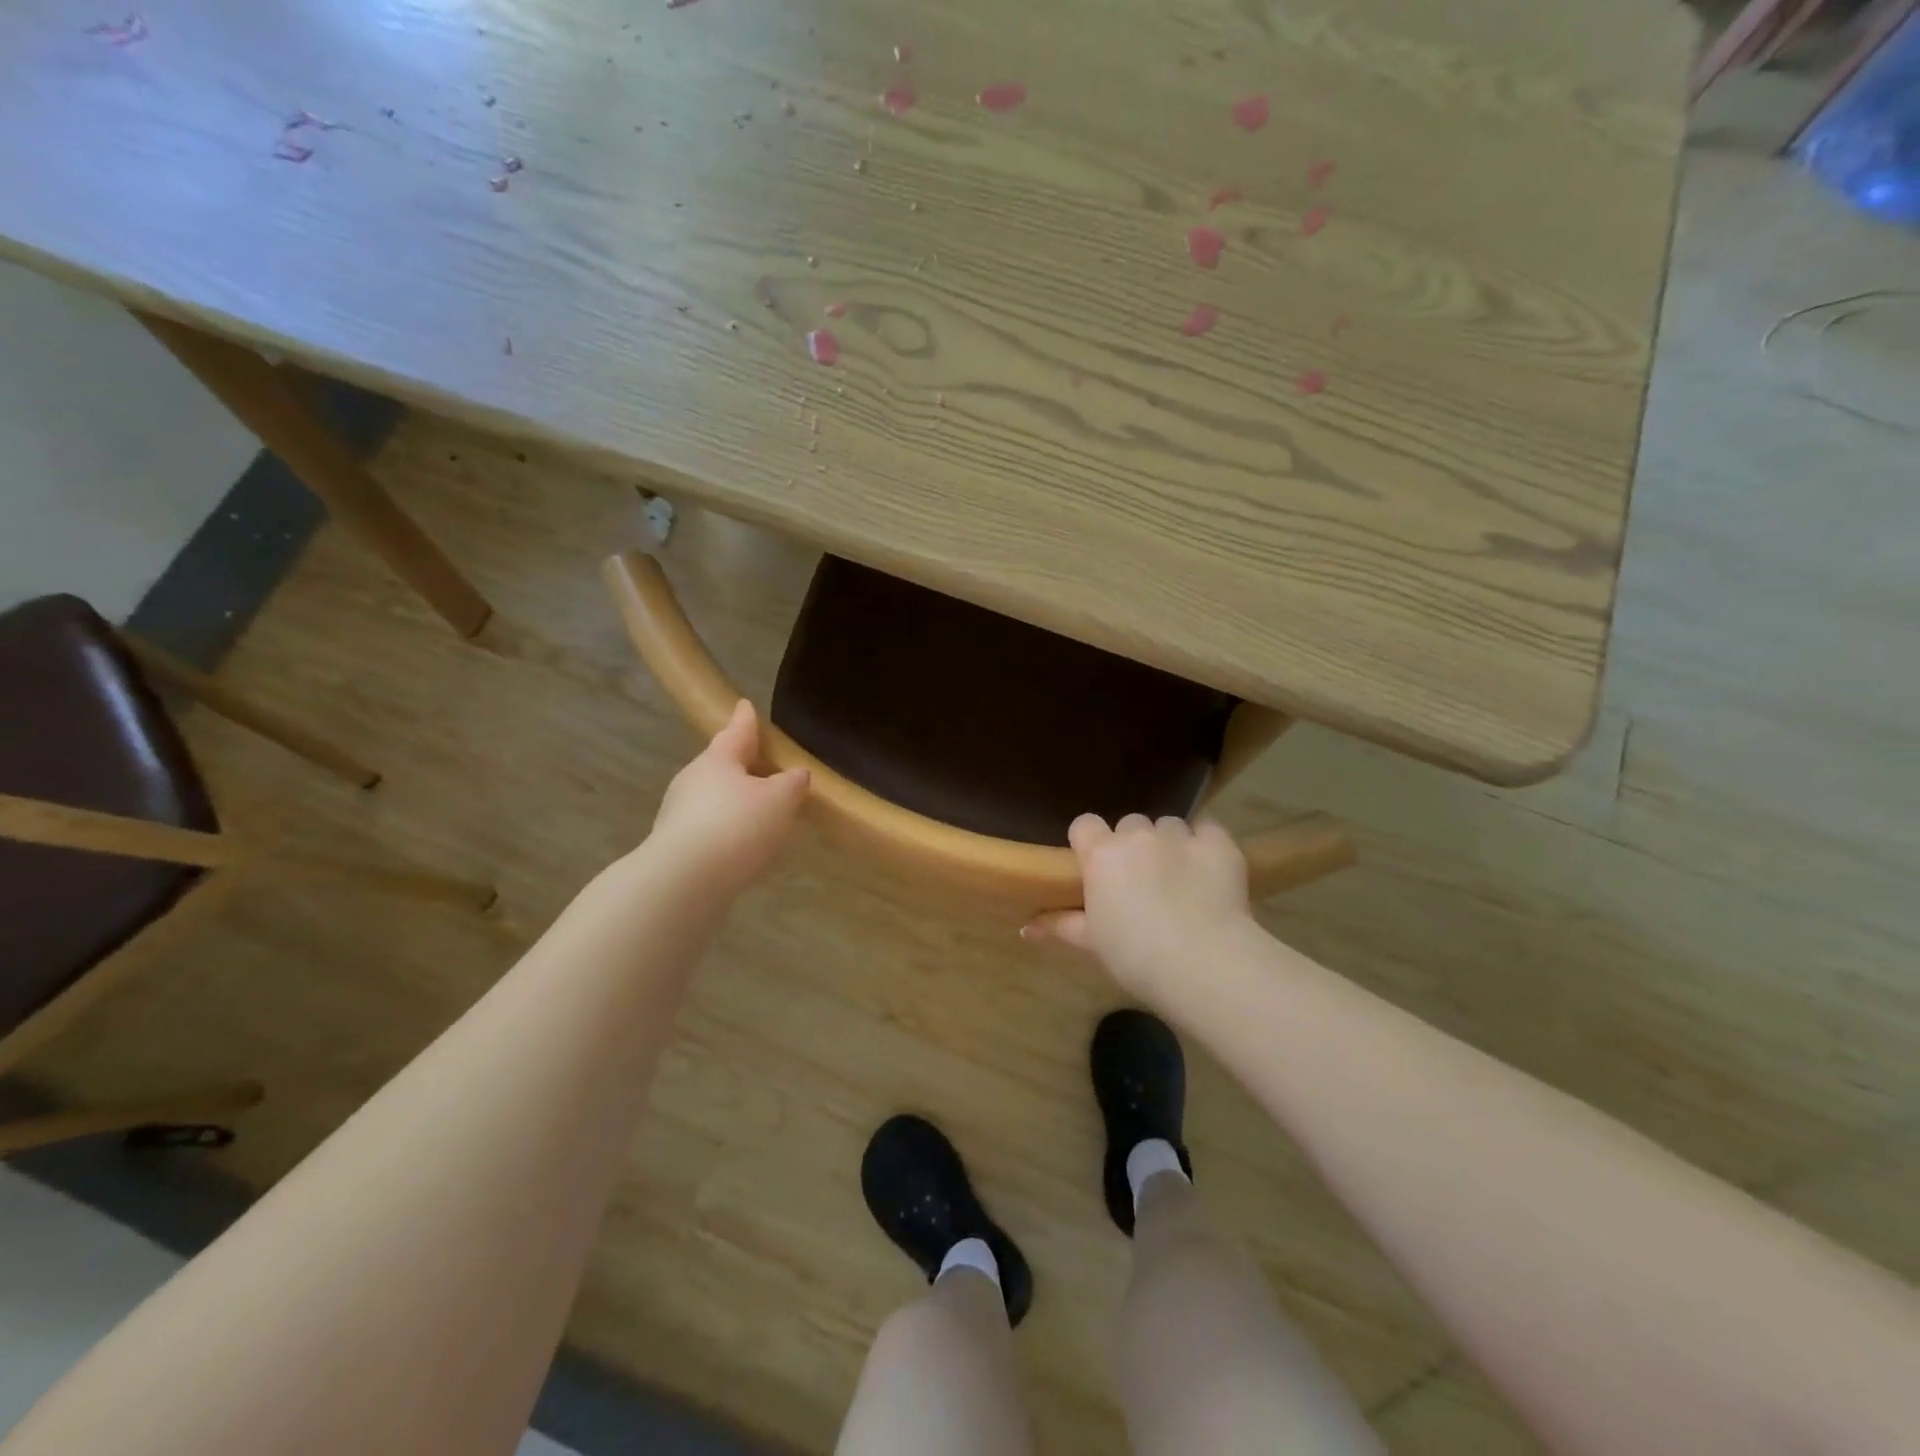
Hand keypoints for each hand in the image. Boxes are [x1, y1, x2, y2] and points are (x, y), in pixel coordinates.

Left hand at [648, 700, 809, 901]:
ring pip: (714, 798)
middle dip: (742, 765)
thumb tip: (795, 774)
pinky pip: (709, 828)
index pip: (737, 731)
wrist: (683, 883)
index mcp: (718, 759)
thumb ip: (791, 783)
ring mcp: (679, 814)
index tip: (746, 705)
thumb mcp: (779, 800)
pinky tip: (745, 846)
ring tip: (762, 813)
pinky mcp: (676, 846)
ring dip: (736, 801)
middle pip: (722, 765)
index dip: (746, 719)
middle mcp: (693, 780)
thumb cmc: (737, 826)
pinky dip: (728, 830)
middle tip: (765, 766)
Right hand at [1025, 813, 1253, 1006]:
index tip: (1097, 866)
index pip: (1085, 824)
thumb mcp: (1092, 942)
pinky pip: (1208, 829)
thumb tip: (1025, 928)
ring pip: (1169, 826)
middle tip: (1142, 881)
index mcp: (1101, 854)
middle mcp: (1137, 835)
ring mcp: (1180, 835)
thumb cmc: (1136, 956)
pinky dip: (1206, 845)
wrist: (1203, 962)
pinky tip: (1209, 870)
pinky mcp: (1218, 843)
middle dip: (1134, 846)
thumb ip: (1060, 925)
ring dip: (1170, 844)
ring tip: (1180, 878)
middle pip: (1130, 824)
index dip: (1091, 842)